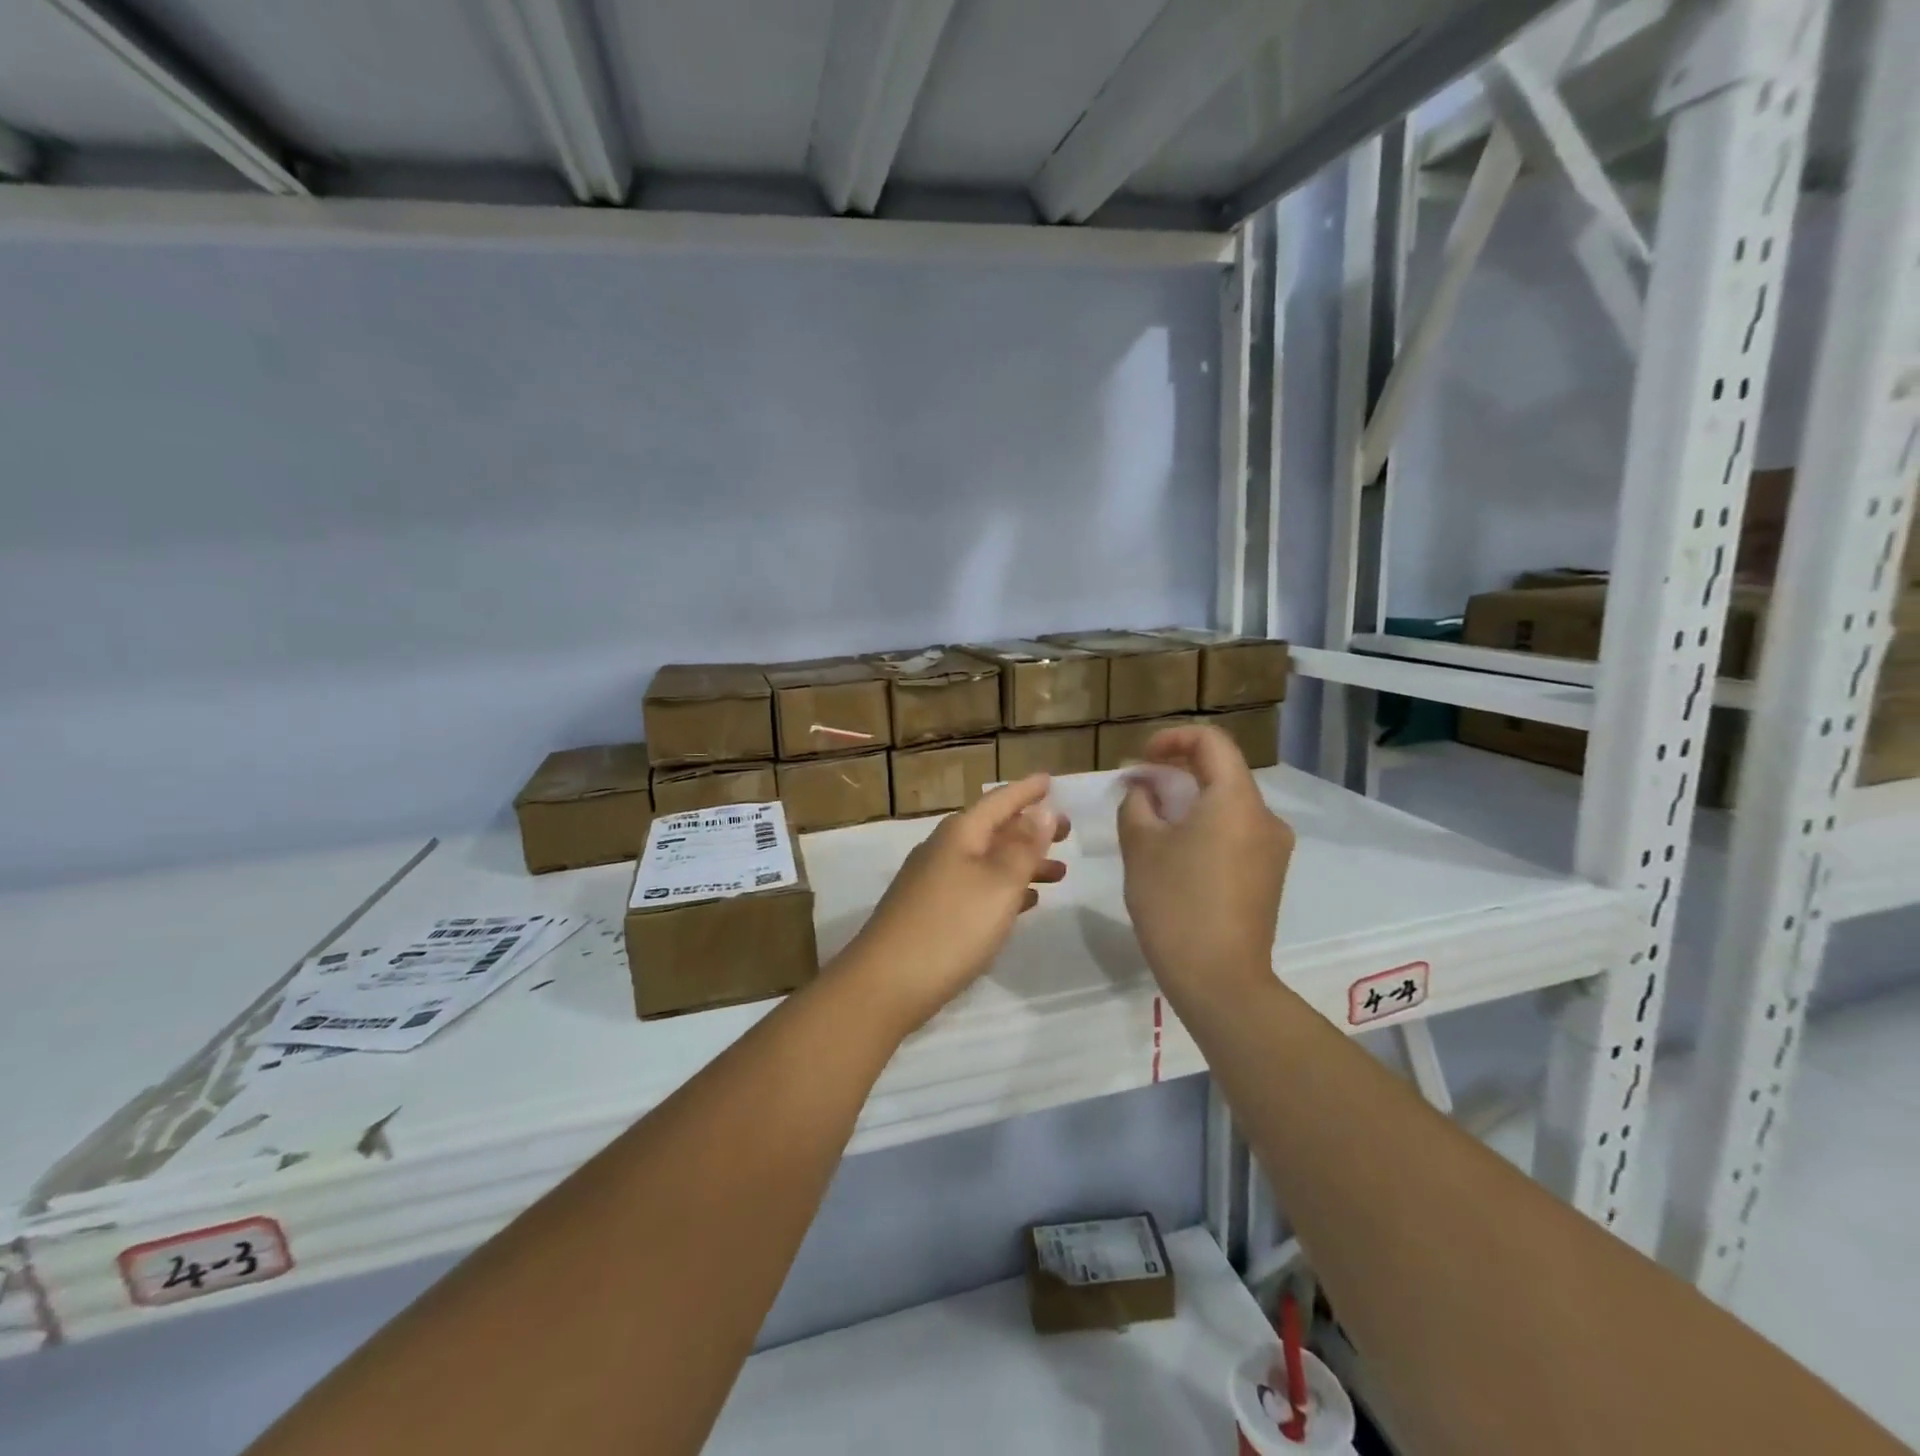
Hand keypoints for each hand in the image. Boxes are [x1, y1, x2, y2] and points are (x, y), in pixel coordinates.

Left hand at [835, 776, 1069, 1033]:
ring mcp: (934, 882)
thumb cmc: (951, 927)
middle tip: (1068, 831)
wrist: (885, 984)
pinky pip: (977, 888)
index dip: (1027, 791)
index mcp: (959, 835)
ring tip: (1059, 873)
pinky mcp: (931, 913)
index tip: (1051, 780)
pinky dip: (1004, 889)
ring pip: (988, 861)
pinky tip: (1026, 903)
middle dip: (1030, 828)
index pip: (999, 801)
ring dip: (1022, 863)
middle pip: (993, 830)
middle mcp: (944, 850)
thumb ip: (1023, 847)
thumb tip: (1042, 810)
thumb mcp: (998, 884)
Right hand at [1117, 725, 1293, 1001]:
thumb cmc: (1175, 903)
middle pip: (1221, 773)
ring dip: (1189, 802)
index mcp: (1237, 800)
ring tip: (1151, 826)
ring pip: (1228, 804)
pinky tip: (1177, 855)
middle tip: (1138, 793)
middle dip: (1176, 773)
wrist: (1220, 980)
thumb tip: (1144, 789)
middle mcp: (1265, 817)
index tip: (1141, 761)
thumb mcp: (1141, 846)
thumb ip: (1138, 803)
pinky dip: (1206, 827)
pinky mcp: (1270, 875)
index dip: (1172, 739)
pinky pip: (1236, 832)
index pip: (1211, 742)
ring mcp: (1273, 849)